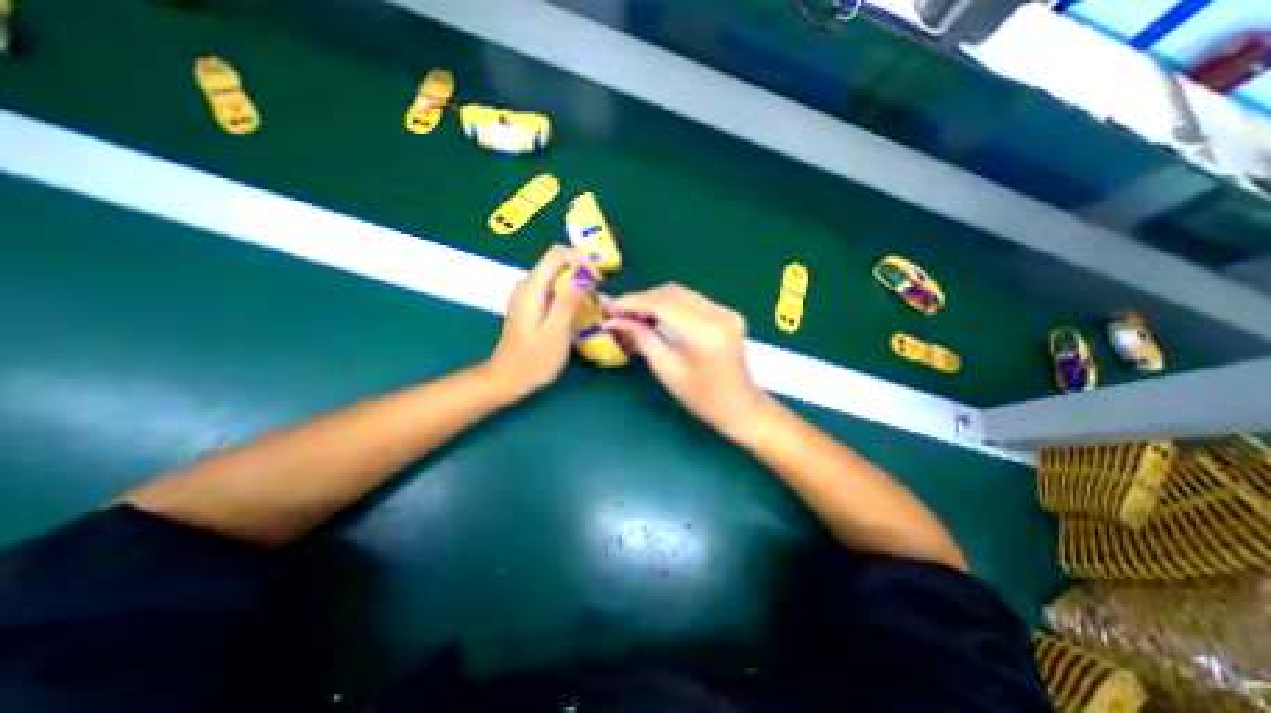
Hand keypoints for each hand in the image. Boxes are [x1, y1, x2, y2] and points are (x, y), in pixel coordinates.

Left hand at [489, 249, 598, 397]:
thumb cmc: (533, 361)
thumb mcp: (556, 333)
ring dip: (576, 282)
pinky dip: (568, 292)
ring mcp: (527, 295)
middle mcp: (527, 285)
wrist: (507, 379)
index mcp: (532, 288)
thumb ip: (568, 303)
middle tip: (598, 292)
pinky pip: (553, 288)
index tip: (598, 280)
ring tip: (592, 302)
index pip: (558, 254)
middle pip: (557, 261)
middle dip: (581, 270)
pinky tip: (577, 310)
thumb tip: (584, 279)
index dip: (581, 260)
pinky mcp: (531, 305)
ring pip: (556, 274)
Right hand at [603, 284, 769, 439]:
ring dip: (655, 300)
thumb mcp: (666, 369)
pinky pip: (692, 300)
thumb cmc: (700, 397)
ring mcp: (726, 311)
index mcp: (704, 333)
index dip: (632, 303)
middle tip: (619, 312)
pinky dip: (671, 304)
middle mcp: (719, 314)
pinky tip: (656, 315)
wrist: (739, 405)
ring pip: (681, 293)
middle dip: (642, 299)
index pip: (662, 305)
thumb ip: (641, 337)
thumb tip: (613, 320)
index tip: (610, 308)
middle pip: (671, 293)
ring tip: (634, 314)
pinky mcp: (727, 312)